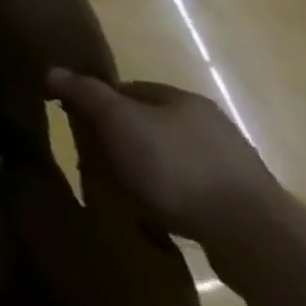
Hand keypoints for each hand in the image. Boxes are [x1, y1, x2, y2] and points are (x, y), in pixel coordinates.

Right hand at [45, 69, 282, 249]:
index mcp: (182, 98)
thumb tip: (54, 70)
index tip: (79, 126)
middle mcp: (210, 123)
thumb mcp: (118, 122)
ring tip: (126, 191)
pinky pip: (192, 187)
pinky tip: (160, 212)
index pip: (128, 89)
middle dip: (123, 139)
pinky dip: (172, 194)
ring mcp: (231, 163)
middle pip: (150, 123)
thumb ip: (86, 94)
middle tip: (98, 160)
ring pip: (172, 156)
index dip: (99, 104)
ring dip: (148, 169)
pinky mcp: (243, 201)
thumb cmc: (175, 166)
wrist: (252, 234)